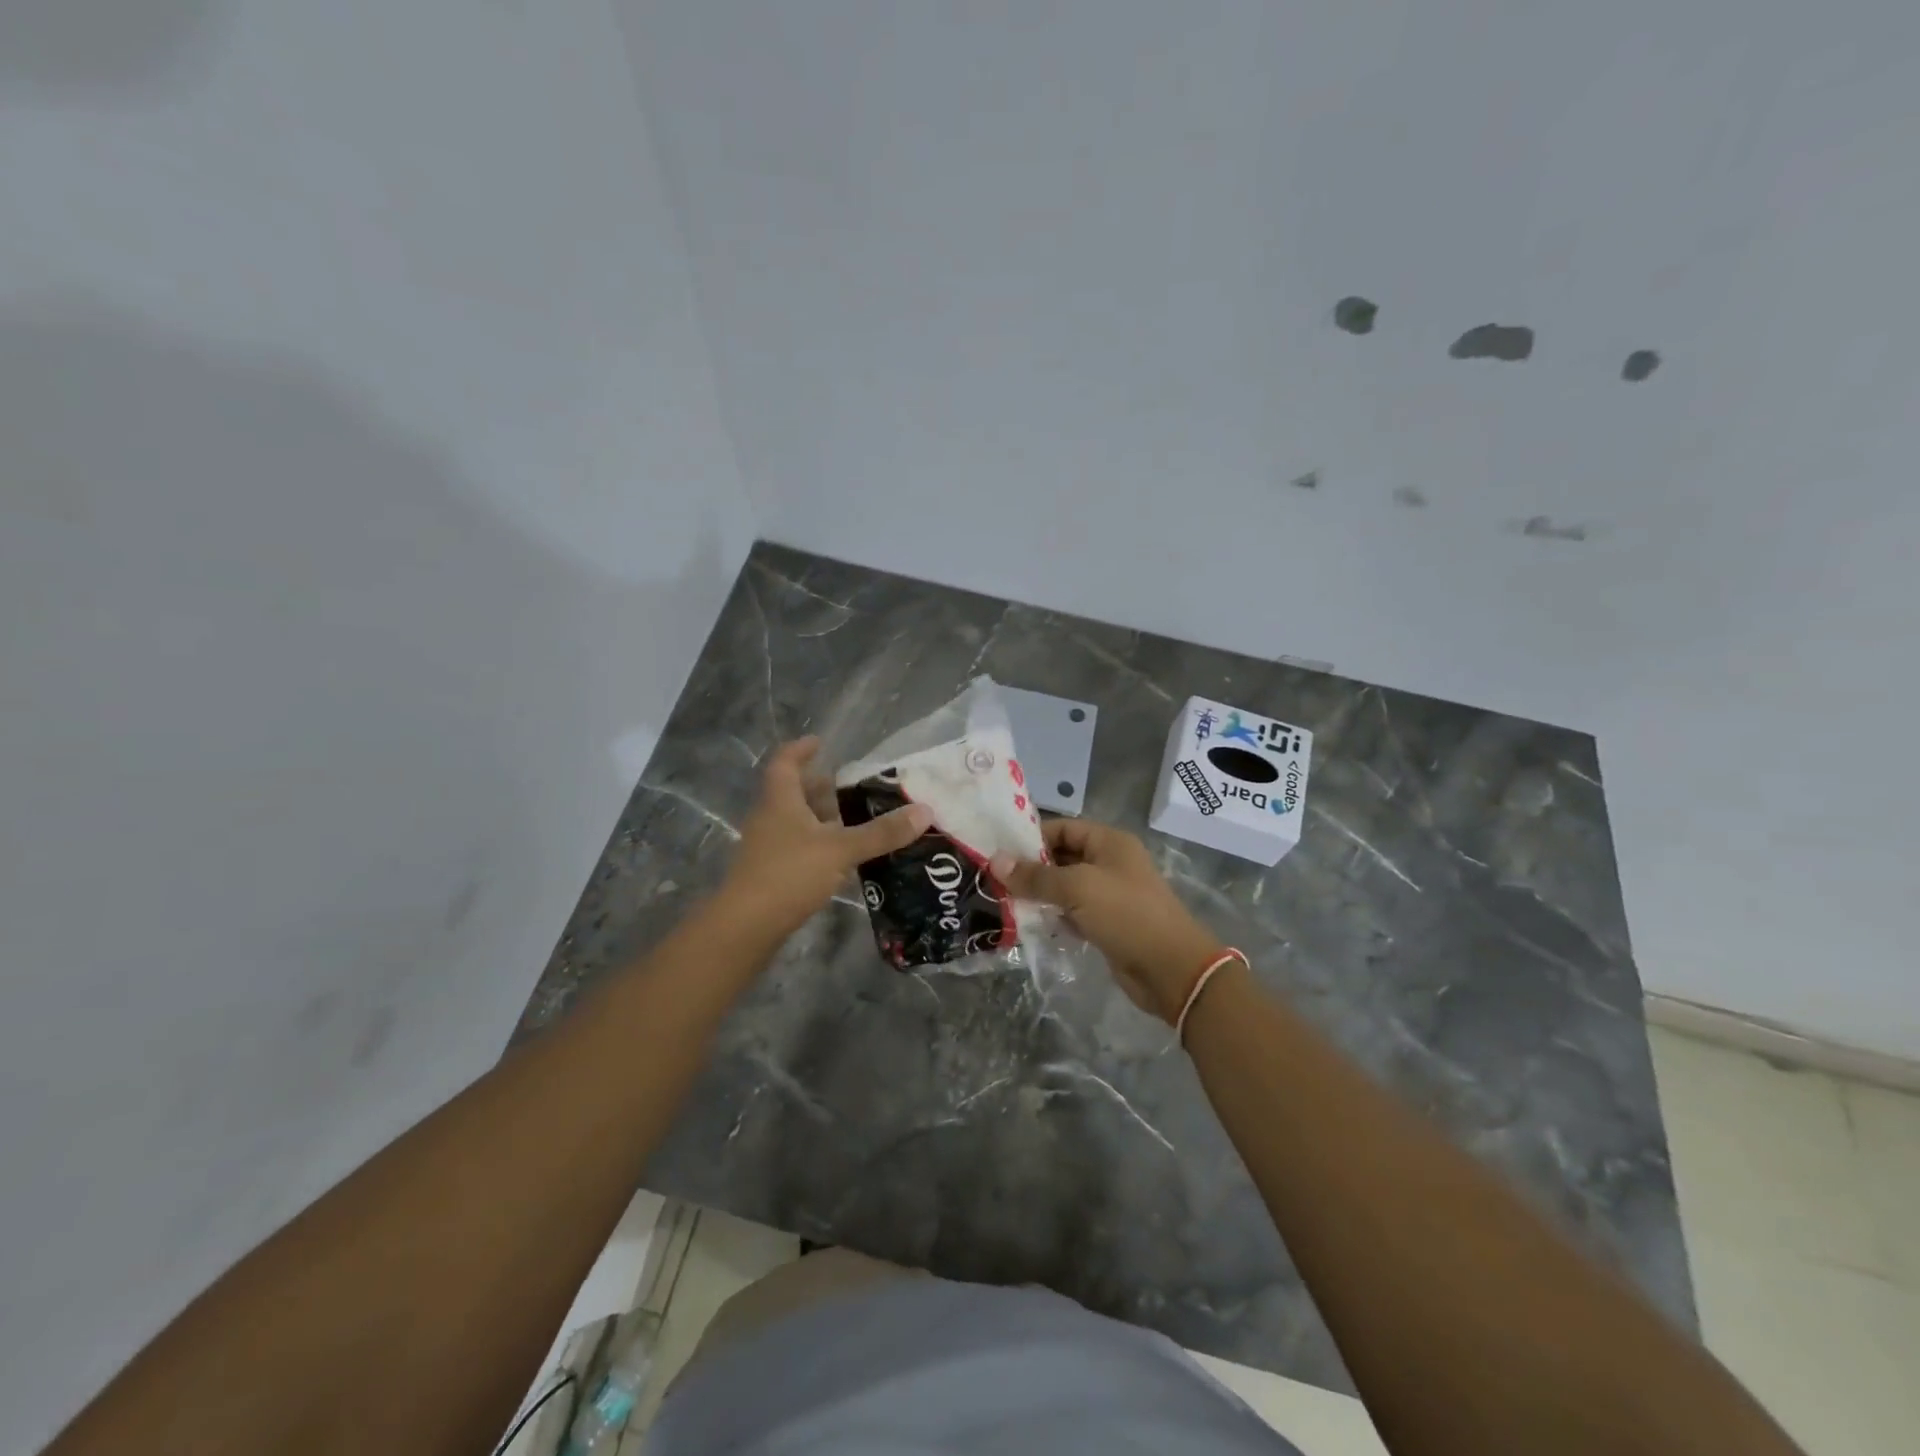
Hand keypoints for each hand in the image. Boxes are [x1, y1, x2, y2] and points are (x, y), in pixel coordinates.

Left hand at [721, 738, 932, 940]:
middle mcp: (770, 818)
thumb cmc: (789, 874)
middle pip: (794, 793)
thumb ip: (881, 832)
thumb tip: (925, 811)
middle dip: (821, 788)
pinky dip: (820, 846)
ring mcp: (767, 847)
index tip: (820, 742)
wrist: (745, 928)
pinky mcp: (770, 874)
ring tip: (856, 820)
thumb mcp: (841, 849)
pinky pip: (798, 848)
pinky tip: (842, 858)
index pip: (786, 762)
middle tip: (853, 786)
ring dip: (822, 819)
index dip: (801, 750)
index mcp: (780, 800)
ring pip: (797, 822)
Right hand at [993, 820, 1224, 1023]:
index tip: (999, 852)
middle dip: (1031, 868)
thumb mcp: (1077, 888)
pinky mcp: (1108, 924)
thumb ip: (1036, 876)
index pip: (1063, 828)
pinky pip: (1073, 912)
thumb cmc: (1126, 914)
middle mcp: (1110, 863)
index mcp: (1110, 842)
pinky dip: (1054, 916)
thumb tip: (995, 861)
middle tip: (994, 879)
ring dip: (1040, 894)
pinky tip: (1030, 923)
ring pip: (1066, 887)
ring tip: (1003, 901)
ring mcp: (1110, 895)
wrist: (1171, 969)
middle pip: (1063, 857)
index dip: (1032, 837)